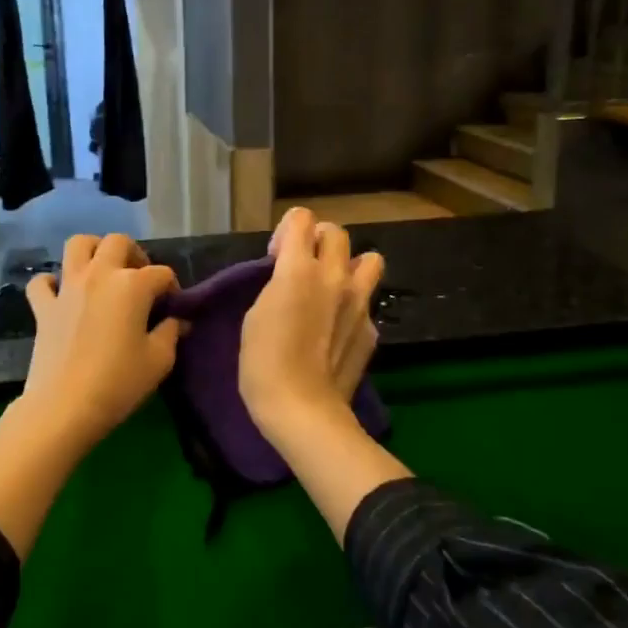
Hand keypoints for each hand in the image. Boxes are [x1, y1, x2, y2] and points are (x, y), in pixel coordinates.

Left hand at [21, 234, 183, 448]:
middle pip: (118, 242)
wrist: (64, 407)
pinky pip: (43, 281)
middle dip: (135, 254)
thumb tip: (177, 320)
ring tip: (104, 272)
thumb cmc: (119, 382)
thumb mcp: (159, 360)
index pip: (162, 273)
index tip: (173, 309)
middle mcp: (99, 275)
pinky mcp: (43, 306)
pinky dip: (52, 283)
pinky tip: (63, 295)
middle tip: (140, 279)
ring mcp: (66, 287)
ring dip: (94, 250)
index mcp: (132, 285)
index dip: (172, 288)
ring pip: (78, 245)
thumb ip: (171, 332)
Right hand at [240, 208, 384, 441]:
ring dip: (350, 265)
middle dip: (318, 240)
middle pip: (337, 232)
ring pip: (369, 259)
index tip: (275, 256)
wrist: (302, 409)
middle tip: (303, 266)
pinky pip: (367, 302)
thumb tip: (289, 280)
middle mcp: (335, 277)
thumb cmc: (263, 363)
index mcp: (299, 269)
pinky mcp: (372, 329)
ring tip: (333, 286)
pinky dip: (354, 306)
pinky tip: (338, 330)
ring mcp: (360, 303)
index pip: (302, 218)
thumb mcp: (255, 315)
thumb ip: (277, 286)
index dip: (287, 231)